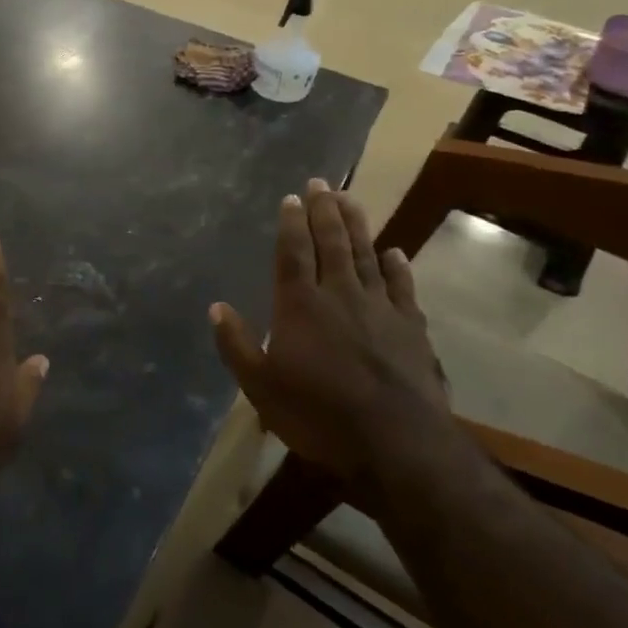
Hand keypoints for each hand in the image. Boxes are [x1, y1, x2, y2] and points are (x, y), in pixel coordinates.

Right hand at [210, 181, 448, 485]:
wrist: (398, 444)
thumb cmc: (319, 415)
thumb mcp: (261, 388)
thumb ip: (237, 345)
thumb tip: (216, 307)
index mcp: (300, 305)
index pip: (294, 252)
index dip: (291, 223)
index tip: (291, 198)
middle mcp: (340, 295)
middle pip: (332, 243)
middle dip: (324, 211)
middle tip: (322, 183)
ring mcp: (380, 308)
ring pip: (366, 255)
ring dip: (358, 225)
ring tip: (351, 199)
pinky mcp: (411, 327)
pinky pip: (403, 287)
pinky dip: (398, 266)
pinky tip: (395, 251)